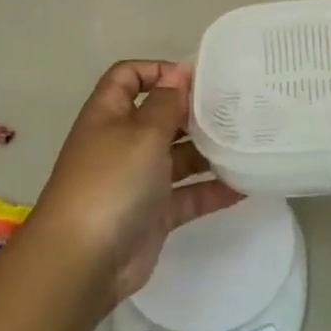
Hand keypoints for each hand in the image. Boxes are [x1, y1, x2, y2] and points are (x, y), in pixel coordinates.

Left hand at [30, 61, 241, 308]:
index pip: (128, 77)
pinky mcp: (153, 215)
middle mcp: (122, 143)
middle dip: (193, 112)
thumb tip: (177, 75)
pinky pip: (187, 196)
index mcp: (109, 115)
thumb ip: (166, 103)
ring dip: (208, 151)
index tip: (197, 78)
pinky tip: (244, 186)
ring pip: (177, 157)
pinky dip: (212, 191)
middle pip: (160, 116)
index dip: (157, 70)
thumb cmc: (111, 181)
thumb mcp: (142, 133)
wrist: (83, 260)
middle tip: (235, 109)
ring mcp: (137, 181)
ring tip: (246, 143)